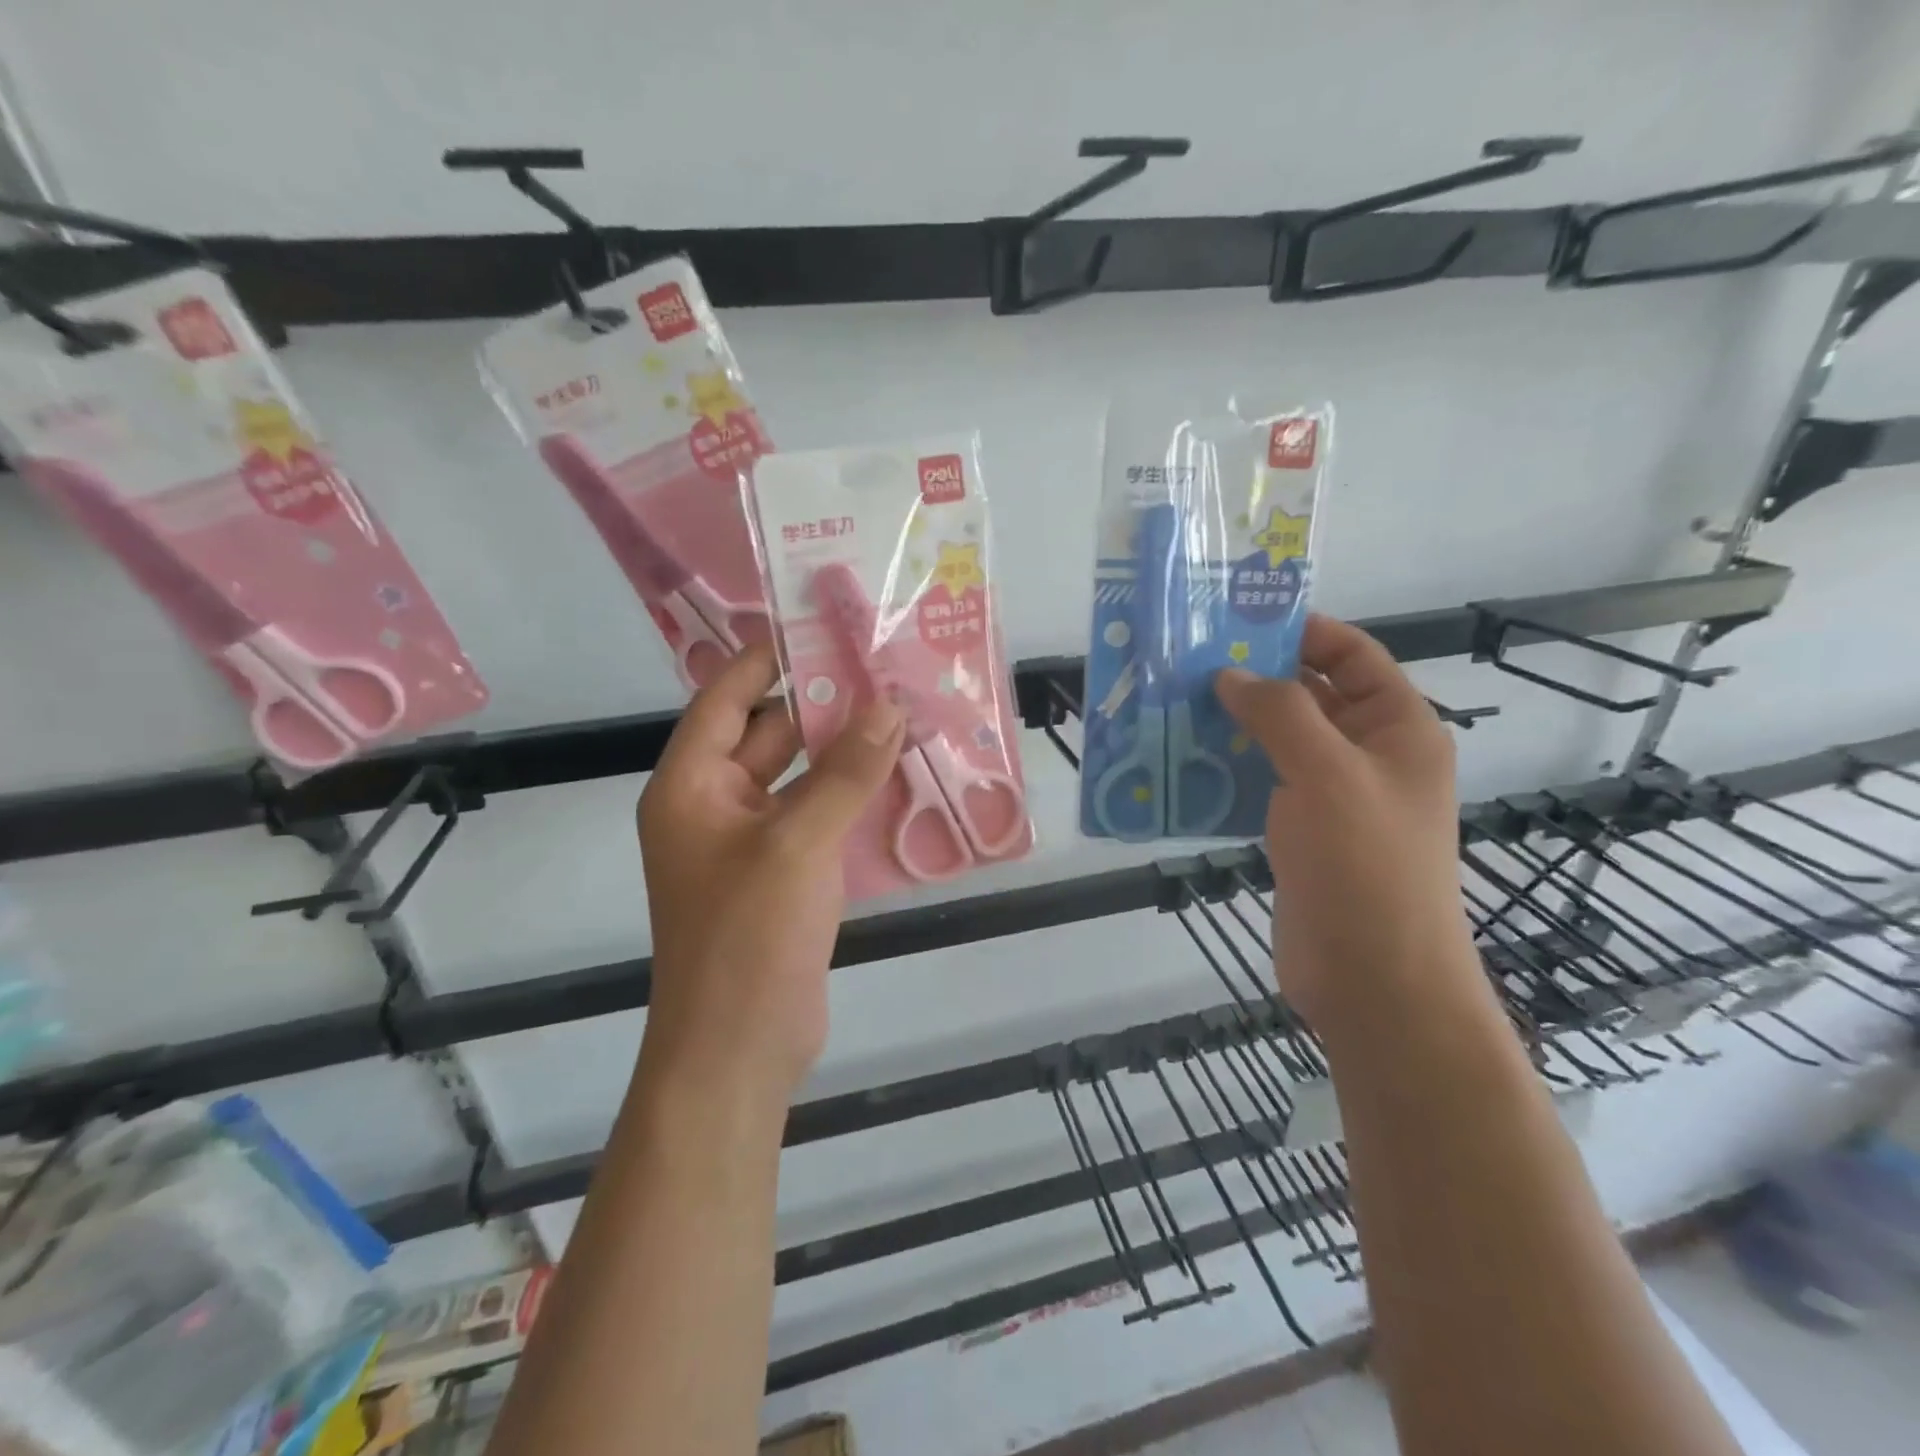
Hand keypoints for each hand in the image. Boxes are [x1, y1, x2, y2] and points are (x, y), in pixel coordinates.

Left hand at [638, 645, 904, 1098]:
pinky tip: (902, 778)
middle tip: (885, 670)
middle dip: (824, 706)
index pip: (727, 698)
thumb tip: (889, 706)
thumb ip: (845, 772)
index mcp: (691, 786)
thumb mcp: (798, 843)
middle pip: (769, 735)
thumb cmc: (749, 937)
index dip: (769, 658)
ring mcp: (751, 843)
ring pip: (801, 778)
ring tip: (905, 714)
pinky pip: (818, 818)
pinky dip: (852, 798)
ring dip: (845, 753)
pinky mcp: (784, 875)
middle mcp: (715, 805)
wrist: (740, 1049)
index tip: (822, 626)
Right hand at [1213, 615, 1474, 1031]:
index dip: (1302, 632)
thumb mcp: (1327, 774)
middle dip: (1254, 677)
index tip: (1238, 621)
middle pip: (1308, 695)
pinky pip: (1258, 784)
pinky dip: (1224, 769)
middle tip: (1188, 661)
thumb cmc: (1365, 866)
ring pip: (1276, 741)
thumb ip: (1279, 714)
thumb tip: (1230, 675)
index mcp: (1396, 728)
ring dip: (1231, 724)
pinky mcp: (1298, 832)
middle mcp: (1366, 755)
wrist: (1372, 979)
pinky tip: (1180, 761)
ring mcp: (1331, 796)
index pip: (1352, 656)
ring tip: (1171, 704)